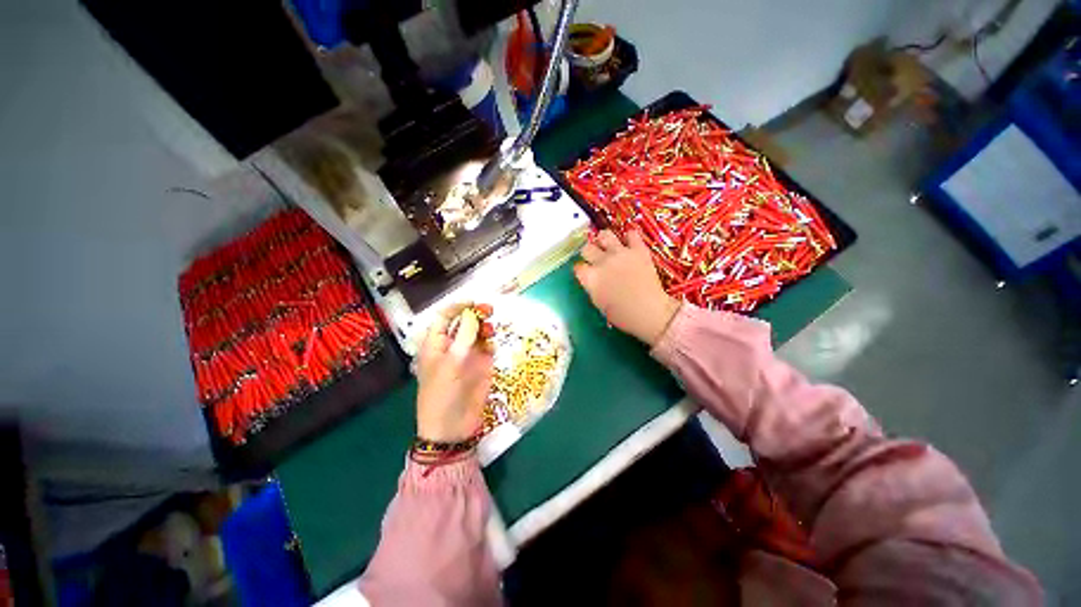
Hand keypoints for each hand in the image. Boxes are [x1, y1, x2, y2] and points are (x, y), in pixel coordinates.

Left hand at [415, 304, 494, 442]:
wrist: (452, 427)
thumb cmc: (443, 394)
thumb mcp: (451, 363)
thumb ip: (464, 336)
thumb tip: (472, 314)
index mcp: (436, 344)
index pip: (445, 317)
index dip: (458, 307)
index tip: (473, 303)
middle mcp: (453, 346)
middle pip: (464, 322)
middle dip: (475, 314)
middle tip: (489, 310)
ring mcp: (468, 356)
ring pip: (478, 333)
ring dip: (485, 327)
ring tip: (490, 330)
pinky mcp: (481, 366)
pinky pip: (488, 347)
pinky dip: (490, 343)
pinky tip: (491, 348)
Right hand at [574, 230, 680, 346]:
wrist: (649, 311)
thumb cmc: (622, 314)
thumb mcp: (599, 303)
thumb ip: (593, 287)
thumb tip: (593, 279)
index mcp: (590, 278)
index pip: (578, 267)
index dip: (581, 269)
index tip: (585, 272)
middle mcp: (602, 262)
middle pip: (587, 248)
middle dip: (589, 253)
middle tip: (595, 258)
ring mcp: (620, 253)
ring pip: (605, 235)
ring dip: (604, 239)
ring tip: (607, 244)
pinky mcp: (638, 250)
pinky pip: (631, 234)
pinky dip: (630, 237)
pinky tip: (629, 242)